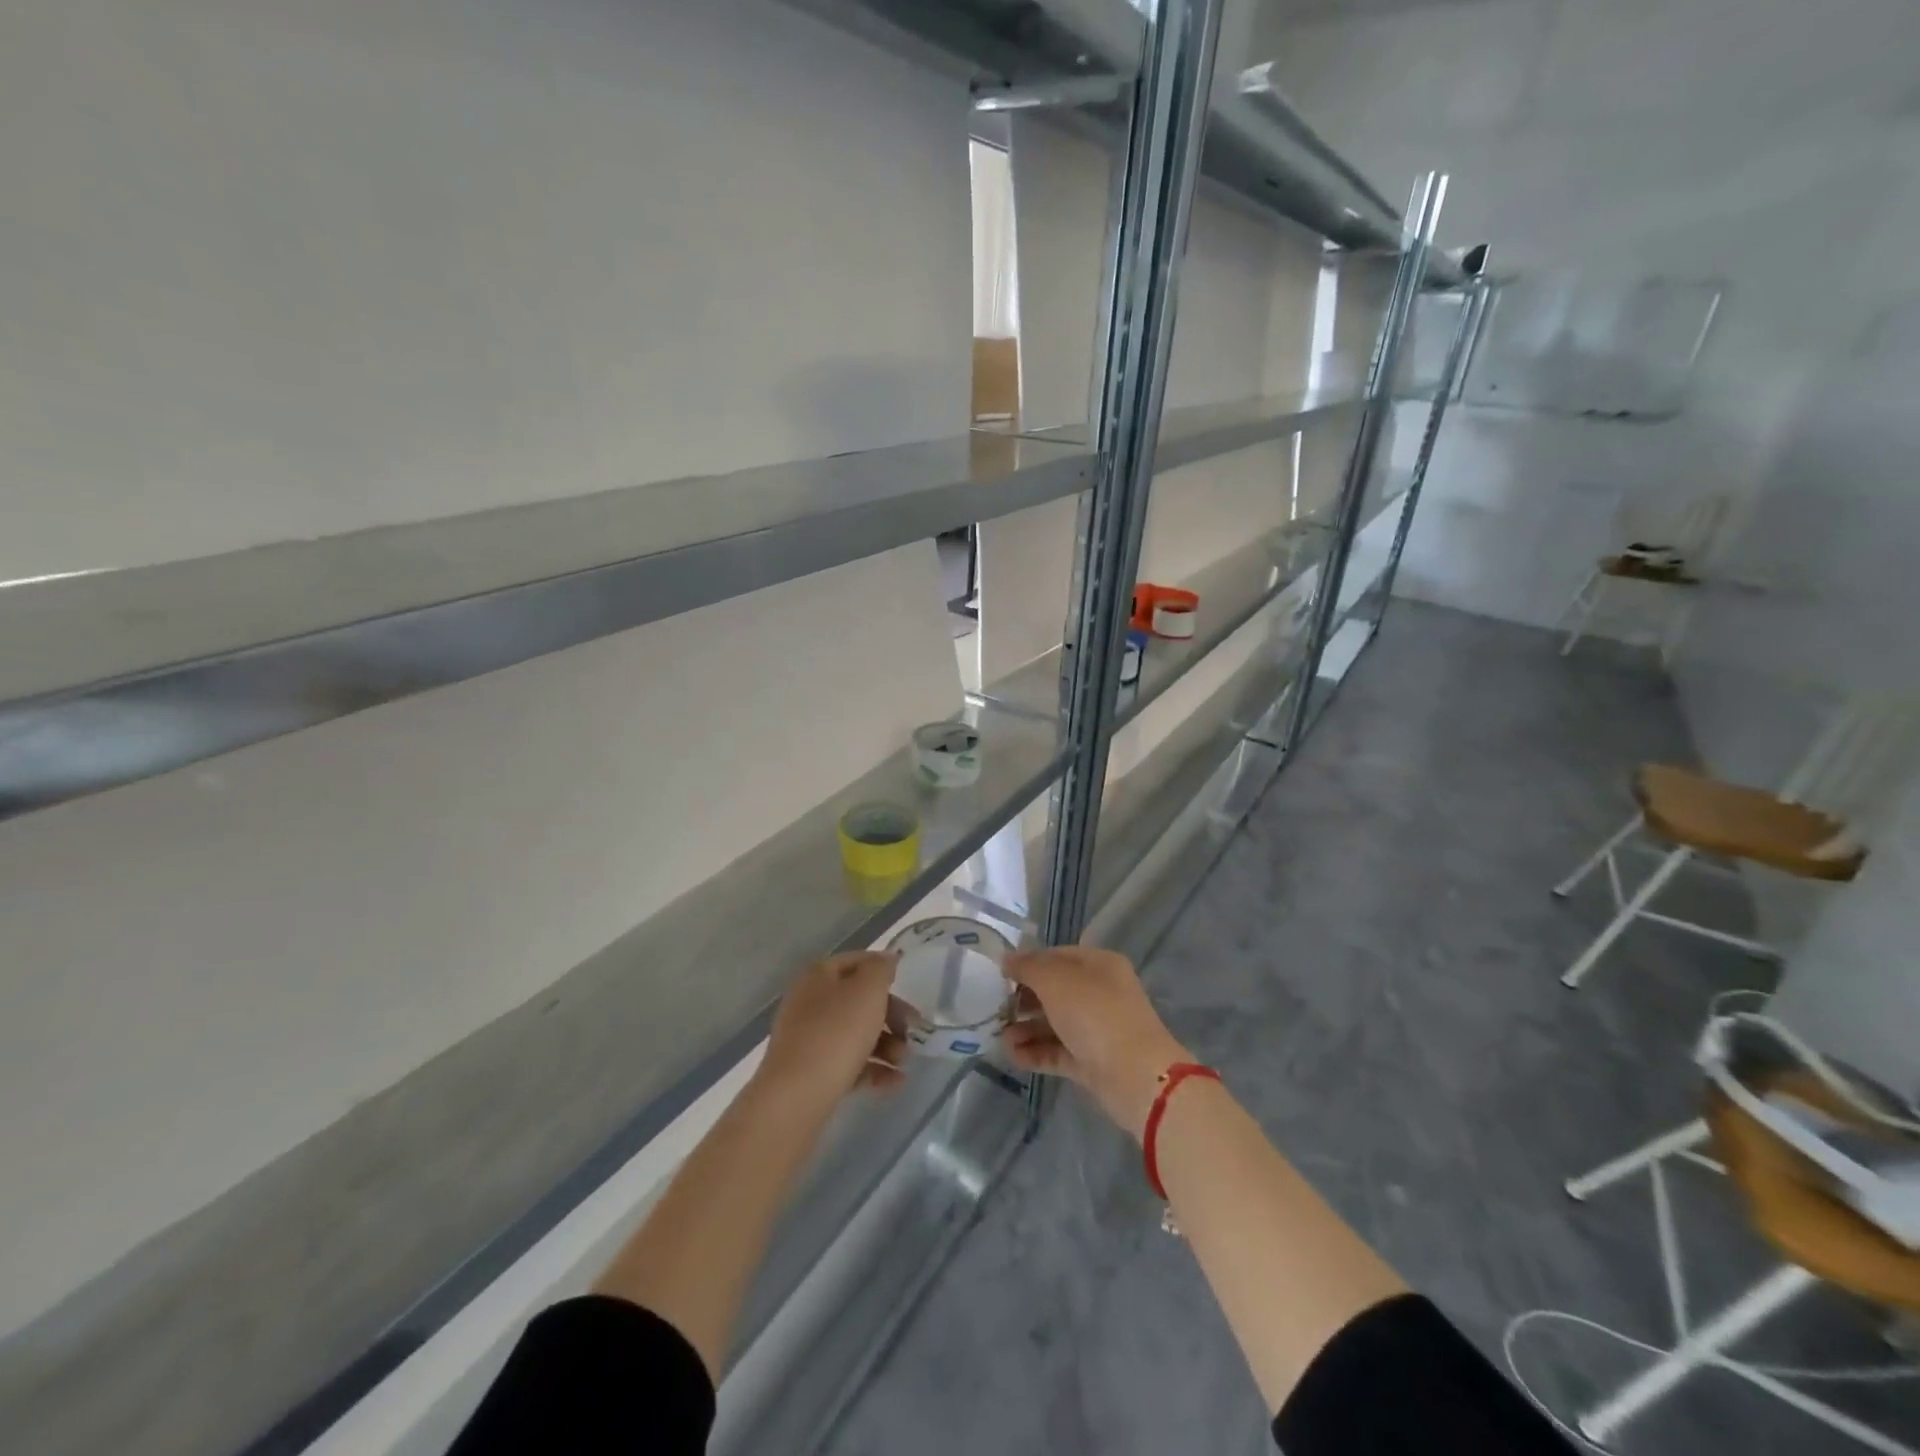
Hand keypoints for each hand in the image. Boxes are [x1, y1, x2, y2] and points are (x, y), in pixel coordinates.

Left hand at [757, 952, 910, 1108]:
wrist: (797, 1095)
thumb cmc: (837, 1032)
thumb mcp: (868, 990)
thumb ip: (881, 969)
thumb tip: (887, 958)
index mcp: (818, 975)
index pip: (858, 962)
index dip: (885, 971)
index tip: (910, 989)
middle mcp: (809, 1002)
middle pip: (858, 1001)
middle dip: (890, 1017)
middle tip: (912, 1032)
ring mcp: (807, 1038)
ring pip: (855, 1034)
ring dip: (886, 1046)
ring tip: (904, 1063)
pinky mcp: (810, 1072)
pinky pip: (847, 1064)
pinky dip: (872, 1070)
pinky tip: (894, 1083)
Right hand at [1003, 945, 1189, 1140]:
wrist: (1136, 1077)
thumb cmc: (1096, 1015)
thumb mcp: (1056, 981)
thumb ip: (1028, 967)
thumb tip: (1007, 959)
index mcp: (1099, 965)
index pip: (1056, 956)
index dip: (1028, 962)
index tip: (1000, 975)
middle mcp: (1099, 993)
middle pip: (1053, 990)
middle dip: (1023, 999)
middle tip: (997, 1009)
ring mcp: (1096, 1029)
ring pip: (1053, 1023)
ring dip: (1025, 1028)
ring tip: (1001, 1037)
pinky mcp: (1091, 1061)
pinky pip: (1056, 1051)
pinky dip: (1035, 1051)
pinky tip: (1012, 1054)